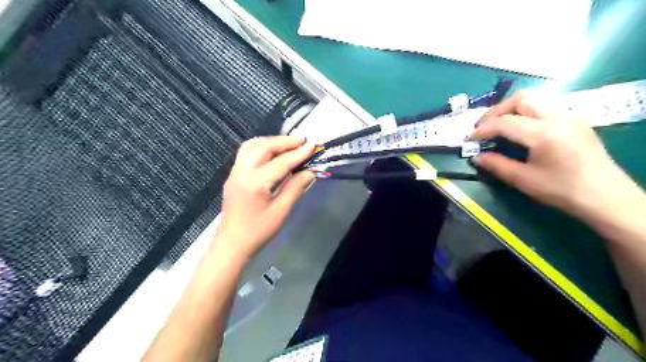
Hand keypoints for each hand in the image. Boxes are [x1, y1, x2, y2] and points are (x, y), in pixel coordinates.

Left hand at [214, 136, 314, 259]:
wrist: (232, 244)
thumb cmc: (258, 231)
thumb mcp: (281, 211)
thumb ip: (295, 188)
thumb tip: (310, 171)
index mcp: (255, 182)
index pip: (281, 162)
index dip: (298, 153)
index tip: (312, 145)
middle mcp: (242, 171)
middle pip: (264, 147)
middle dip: (284, 141)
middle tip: (302, 140)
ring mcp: (235, 172)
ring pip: (252, 146)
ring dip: (271, 141)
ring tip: (288, 143)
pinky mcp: (233, 175)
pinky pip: (246, 152)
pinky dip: (260, 147)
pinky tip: (271, 152)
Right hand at [470, 92, 626, 215]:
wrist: (605, 197)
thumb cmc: (562, 190)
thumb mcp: (524, 180)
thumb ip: (497, 165)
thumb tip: (477, 157)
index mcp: (544, 133)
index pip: (505, 122)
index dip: (483, 129)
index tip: (469, 138)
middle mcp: (558, 117)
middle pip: (521, 99)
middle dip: (497, 111)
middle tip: (485, 127)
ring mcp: (570, 117)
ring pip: (535, 101)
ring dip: (512, 110)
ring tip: (500, 128)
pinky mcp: (575, 121)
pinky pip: (545, 108)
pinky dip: (527, 114)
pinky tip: (522, 131)